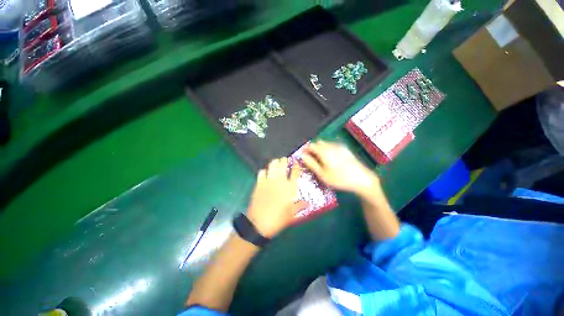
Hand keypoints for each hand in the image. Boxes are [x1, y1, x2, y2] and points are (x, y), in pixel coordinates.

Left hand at [247, 158, 306, 237]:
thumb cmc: (278, 219)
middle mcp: (280, 181)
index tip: (296, 162)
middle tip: (284, 159)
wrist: (260, 224)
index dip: (296, 165)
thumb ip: (300, 205)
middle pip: (282, 165)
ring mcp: (268, 181)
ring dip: (275, 162)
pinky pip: (261, 172)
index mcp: (290, 188)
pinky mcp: (259, 183)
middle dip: (284, 160)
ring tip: (276, 162)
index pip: (295, 172)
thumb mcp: (292, 214)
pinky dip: (264, 170)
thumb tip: (308, 202)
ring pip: (272, 166)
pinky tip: (265, 172)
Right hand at [302, 141, 379, 196]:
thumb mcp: (322, 174)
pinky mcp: (345, 149)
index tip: (303, 157)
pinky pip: (332, 146)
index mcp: (324, 151)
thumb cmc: (340, 178)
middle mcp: (331, 146)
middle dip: (313, 149)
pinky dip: (328, 149)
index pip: (310, 145)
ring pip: (325, 144)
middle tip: (312, 160)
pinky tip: (331, 160)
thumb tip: (303, 156)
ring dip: (320, 149)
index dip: (305, 150)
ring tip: (321, 161)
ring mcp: (339, 146)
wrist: (362, 179)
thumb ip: (311, 164)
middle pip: (318, 143)